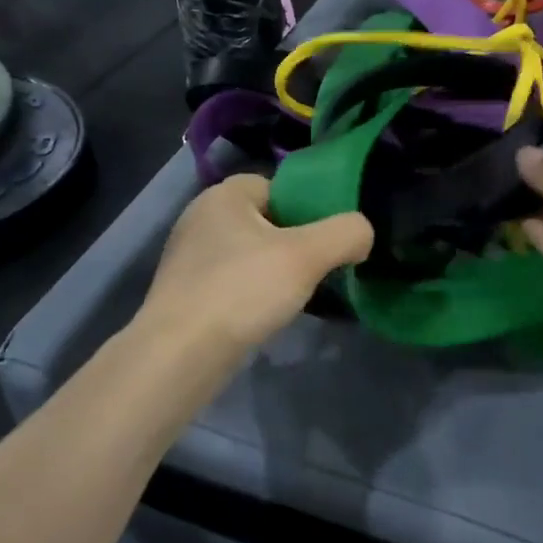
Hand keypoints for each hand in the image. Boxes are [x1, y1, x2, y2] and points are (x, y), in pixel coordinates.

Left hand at [142, 174, 373, 352]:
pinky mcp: (181, 292)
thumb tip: (363, 233)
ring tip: (288, 299)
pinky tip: (259, 318)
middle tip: (312, 273)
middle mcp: (199, 217)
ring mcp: (185, 256)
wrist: (179, 354)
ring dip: (269, 272)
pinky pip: (228, 282)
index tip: (322, 242)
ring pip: (246, 254)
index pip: (277, 187)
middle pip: (263, 222)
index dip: (305, 211)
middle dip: (291, 244)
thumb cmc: (242, 291)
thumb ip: (345, 234)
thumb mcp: (307, 256)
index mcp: (223, 195)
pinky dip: (247, 295)